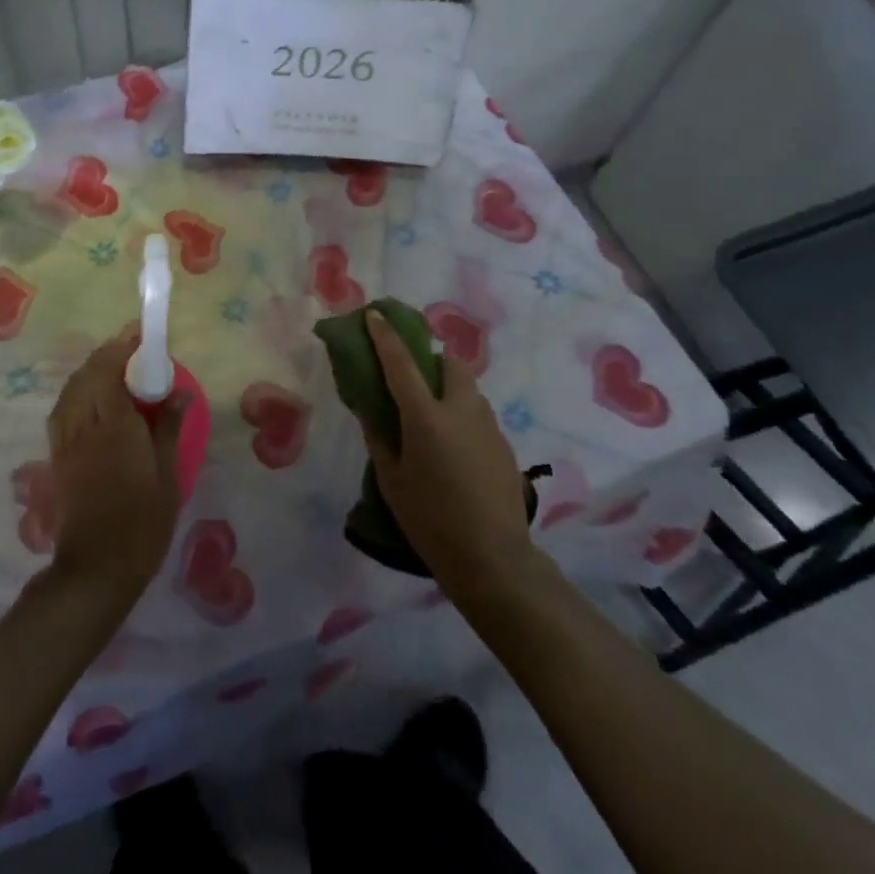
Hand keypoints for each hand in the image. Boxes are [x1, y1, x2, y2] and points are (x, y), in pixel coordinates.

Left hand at [46, 328, 185, 605]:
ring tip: (110, 365)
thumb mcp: (168, 478)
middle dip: (106, 353)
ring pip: (71, 391)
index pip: (111, 371)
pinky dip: (74, 392)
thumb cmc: (142, 524)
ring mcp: (67, 442)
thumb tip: (180, 392)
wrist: (96, 569)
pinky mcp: (58, 458)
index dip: (122, 347)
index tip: (138, 333)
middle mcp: (85, 426)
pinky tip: (87, 397)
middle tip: (129, 347)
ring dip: (88, 370)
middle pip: (87, 375)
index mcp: (115, 427)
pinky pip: (62, 411)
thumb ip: (169, 429)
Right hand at [361, 309, 541, 598]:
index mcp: (426, 416)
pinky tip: (455, 450)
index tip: (375, 314)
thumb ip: (379, 437)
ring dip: (450, 389)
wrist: (493, 559)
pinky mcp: (505, 446)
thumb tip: (370, 409)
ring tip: (434, 419)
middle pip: (451, 363)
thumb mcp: (391, 479)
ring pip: (469, 389)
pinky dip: (464, 416)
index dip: (385, 335)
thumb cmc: (430, 519)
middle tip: (416, 380)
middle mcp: (461, 410)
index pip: (401, 362)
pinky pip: (480, 415)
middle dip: (433, 360)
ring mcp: (488, 426)